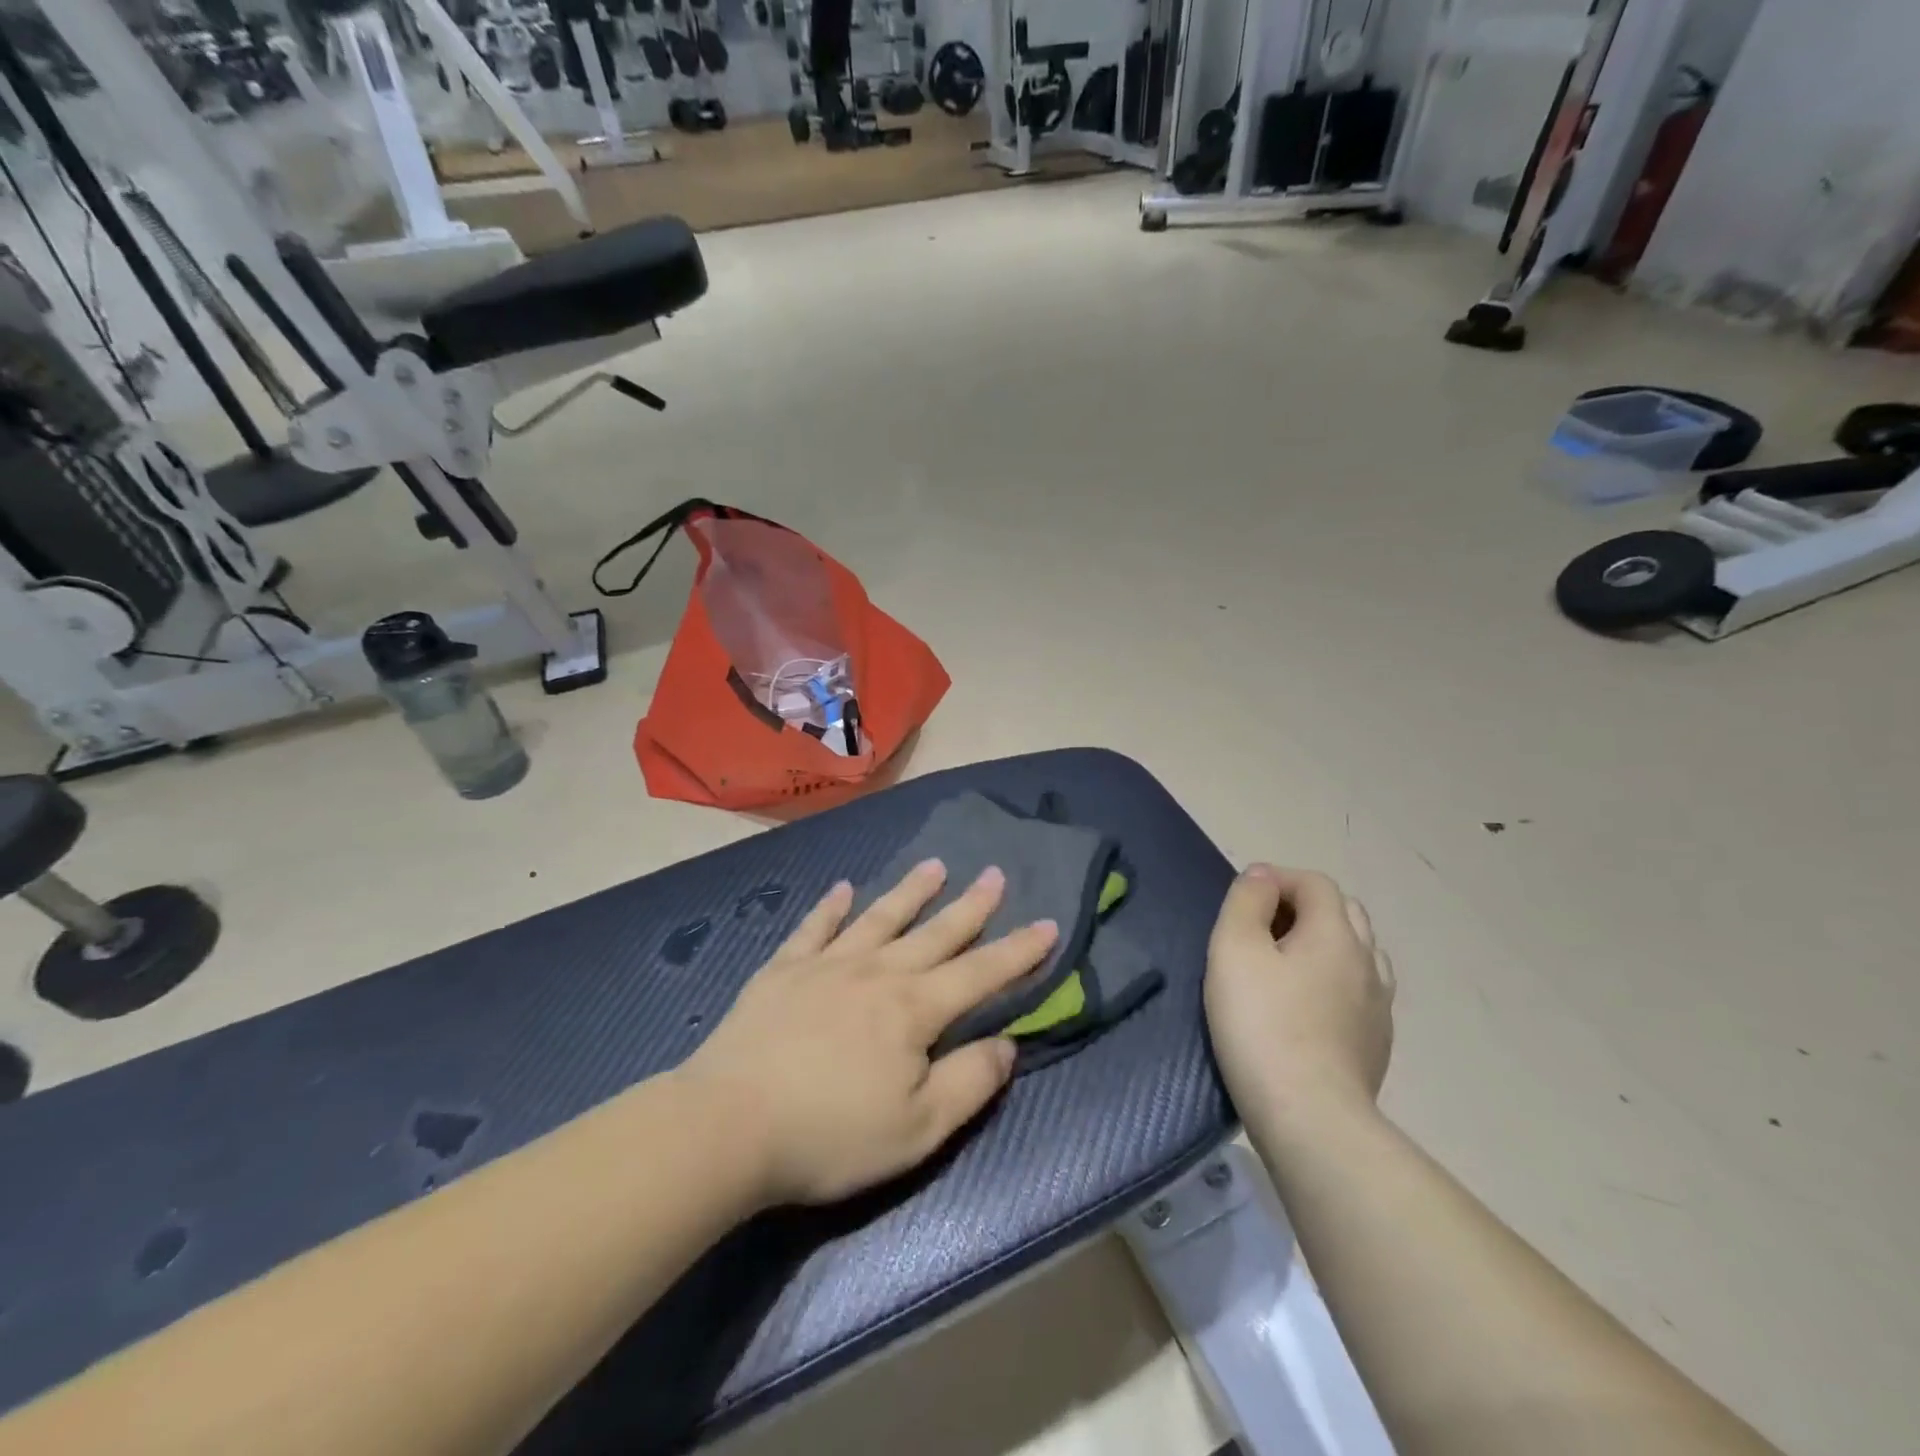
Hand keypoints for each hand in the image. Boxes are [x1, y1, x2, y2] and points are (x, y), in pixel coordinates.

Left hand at [681, 860, 1058, 1207]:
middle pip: (934, 933)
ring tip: (934, 865)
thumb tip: (1006, 1043)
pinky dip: (831, 907)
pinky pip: (814, 928)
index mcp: (913, 1009)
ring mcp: (827, 965)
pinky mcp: (784, 970)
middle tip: (995, 873)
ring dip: (910, 891)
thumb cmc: (831, 1135)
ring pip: (880, 918)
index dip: (1018, 951)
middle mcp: (877, 972)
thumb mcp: (918, 1129)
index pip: (980, 974)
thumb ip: (969, 1082)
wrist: (730, 1125)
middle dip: (970, 906)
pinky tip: (843, 888)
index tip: (1047, 923)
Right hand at [1205, 864, 1395, 1124]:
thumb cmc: (1262, 1024)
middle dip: (1302, 907)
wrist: (1310, 1116)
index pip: (1315, 883)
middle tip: (1261, 930)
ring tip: (1285, 967)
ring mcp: (1378, 1005)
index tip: (1243, 900)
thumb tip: (1262, 877)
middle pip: (1342, 912)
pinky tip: (1306, 1007)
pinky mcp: (1376, 1042)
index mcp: (1336, 933)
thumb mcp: (1234, 949)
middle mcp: (1367, 960)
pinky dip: (1333, 981)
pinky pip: (1358, 991)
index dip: (1278, 880)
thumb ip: (1246, 902)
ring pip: (1356, 952)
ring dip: (1322, 945)